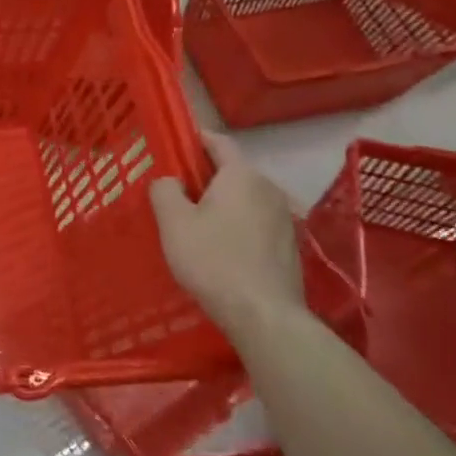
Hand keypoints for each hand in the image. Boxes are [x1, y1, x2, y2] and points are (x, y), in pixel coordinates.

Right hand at [150, 133, 305, 341]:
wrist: (264, 316)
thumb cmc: (213, 260)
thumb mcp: (173, 222)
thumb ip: (165, 190)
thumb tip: (171, 181)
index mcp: (241, 176)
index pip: (219, 142)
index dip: (196, 139)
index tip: (176, 146)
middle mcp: (269, 189)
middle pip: (233, 172)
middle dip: (206, 177)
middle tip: (177, 192)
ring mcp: (285, 218)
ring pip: (246, 199)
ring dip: (223, 204)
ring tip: (197, 223)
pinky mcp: (290, 246)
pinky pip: (256, 222)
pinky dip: (237, 225)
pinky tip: (221, 248)